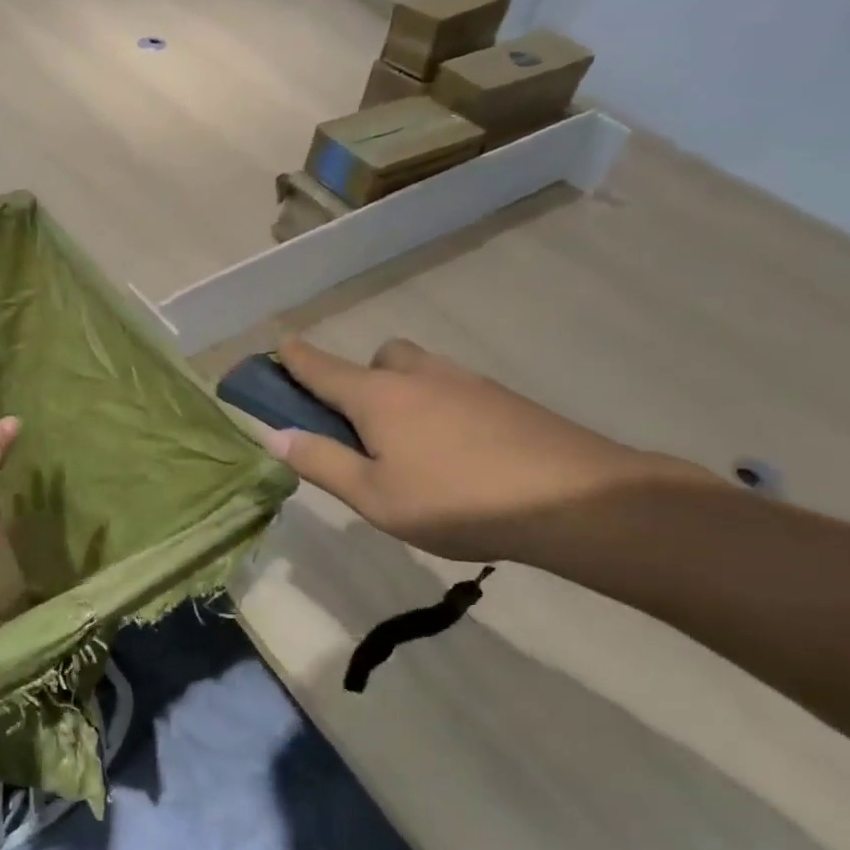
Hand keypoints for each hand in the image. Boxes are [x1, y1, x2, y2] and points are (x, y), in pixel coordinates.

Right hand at [267, 337, 687, 563]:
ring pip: (419, 372)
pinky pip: (454, 391)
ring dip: (402, 393)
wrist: (574, 499)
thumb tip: (275, 435)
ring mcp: (466, 382)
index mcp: (377, 395)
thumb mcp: (373, 496)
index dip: (293, 358)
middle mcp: (418, 375)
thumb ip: (321, 462)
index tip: (277, 349)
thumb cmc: (456, 500)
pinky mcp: (504, 399)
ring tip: (413, 450)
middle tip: (364, 429)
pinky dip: (440, 409)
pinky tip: (458, 455)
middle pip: (377, 359)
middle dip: (359, 379)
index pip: (320, 367)